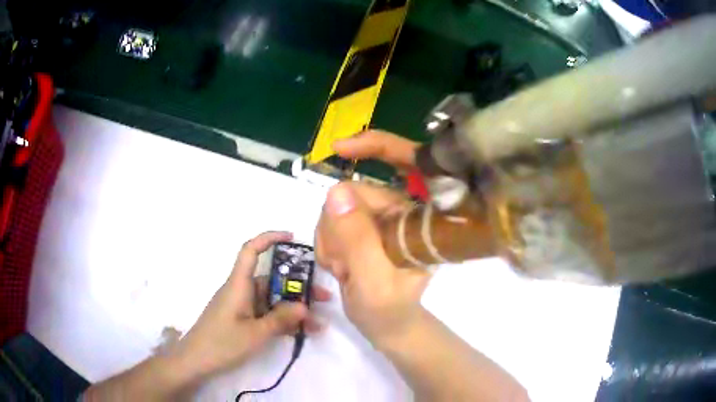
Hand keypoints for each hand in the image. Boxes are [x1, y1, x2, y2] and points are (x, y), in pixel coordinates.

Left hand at [176, 231, 329, 380]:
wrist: (196, 361)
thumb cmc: (222, 343)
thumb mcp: (255, 333)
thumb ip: (280, 319)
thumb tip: (304, 306)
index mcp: (238, 285)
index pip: (250, 251)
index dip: (269, 238)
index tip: (292, 238)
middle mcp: (241, 291)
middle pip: (271, 280)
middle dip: (297, 288)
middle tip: (323, 298)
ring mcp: (242, 307)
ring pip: (272, 301)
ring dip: (293, 310)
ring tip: (318, 323)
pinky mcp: (242, 321)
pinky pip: (266, 315)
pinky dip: (282, 321)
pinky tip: (301, 333)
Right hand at [315, 131, 430, 346]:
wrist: (387, 326)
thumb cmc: (390, 311)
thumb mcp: (373, 281)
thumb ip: (357, 239)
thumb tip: (336, 191)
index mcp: (424, 219)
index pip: (413, 163)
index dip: (379, 146)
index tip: (341, 149)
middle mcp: (407, 211)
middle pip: (361, 189)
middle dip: (339, 223)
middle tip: (339, 261)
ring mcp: (386, 217)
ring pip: (343, 204)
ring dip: (332, 236)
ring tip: (341, 268)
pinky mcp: (368, 226)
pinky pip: (335, 217)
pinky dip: (328, 239)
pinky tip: (337, 264)